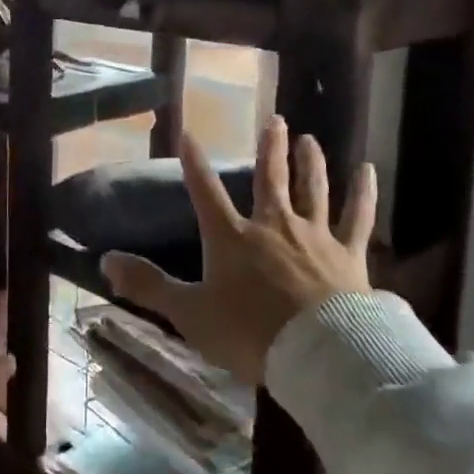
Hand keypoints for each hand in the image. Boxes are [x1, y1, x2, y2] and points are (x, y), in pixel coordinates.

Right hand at [101, 117, 375, 385]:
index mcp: (231, 237)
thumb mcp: (189, 313)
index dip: (194, 162)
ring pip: (312, 189)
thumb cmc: (249, 333)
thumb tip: (106, 260)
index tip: (188, 133)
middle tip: (275, 119)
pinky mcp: (348, 254)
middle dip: (270, 148)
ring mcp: (313, 236)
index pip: (205, 191)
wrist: (318, 354)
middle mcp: (272, 225)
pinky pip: (357, 217)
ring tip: (309, 138)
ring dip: (310, 162)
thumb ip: (148, 285)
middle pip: (269, 178)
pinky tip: (367, 171)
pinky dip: (363, 193)